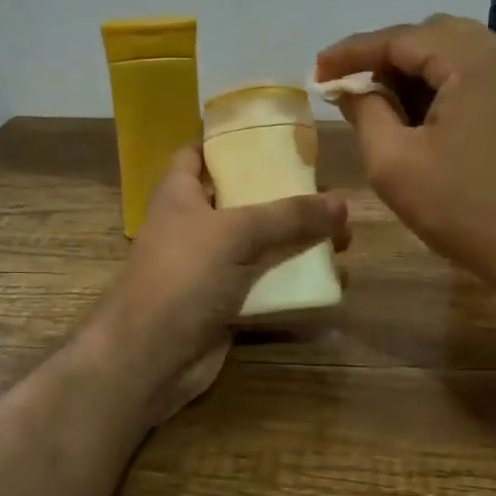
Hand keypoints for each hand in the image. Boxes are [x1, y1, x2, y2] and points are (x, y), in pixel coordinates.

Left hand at [85, 145, 348, 425]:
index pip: (199, 153)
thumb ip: (288, 215)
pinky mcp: (225, 302)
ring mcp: (209, 266)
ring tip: (344, 240)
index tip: (275, 138)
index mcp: (180, 194)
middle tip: (330, 196)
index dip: (230, 143)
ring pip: (260, 244)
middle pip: (243, 199)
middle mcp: (194, 225)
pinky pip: (265, 283)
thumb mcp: (235, 233)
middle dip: (286, 197)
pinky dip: (294, 280)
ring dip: (298, 241)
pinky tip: (331, 279)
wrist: (151, 357)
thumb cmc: (183, 276)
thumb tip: (341, 202)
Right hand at [315, 15, 495, 296]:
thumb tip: (353, 89)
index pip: (400, 38)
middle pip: (432, 38)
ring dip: (416, 74)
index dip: (351, 53)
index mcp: (474, 59)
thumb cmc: (467, 210)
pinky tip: (425, 117)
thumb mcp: (395, 164)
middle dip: (385, 60)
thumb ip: (366, 113)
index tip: (317, 72)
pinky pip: (482, 75)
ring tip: (383, 106)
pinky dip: (447, 86)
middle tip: (350, 90)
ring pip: (459, 55)